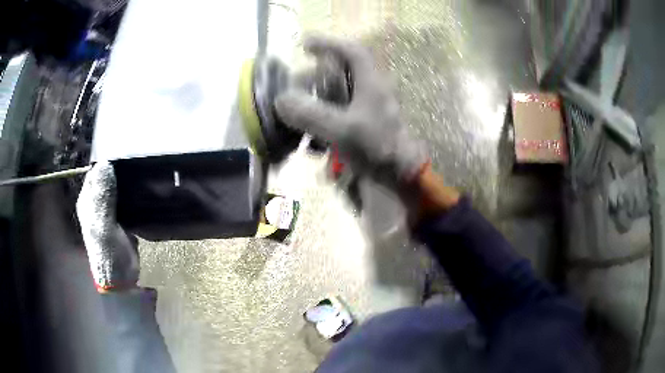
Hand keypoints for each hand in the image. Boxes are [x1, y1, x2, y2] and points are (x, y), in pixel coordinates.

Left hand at [76, 162, 139, 291]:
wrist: (122, 277)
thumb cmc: (108, 253)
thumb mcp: (102, 225)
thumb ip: (102, 197)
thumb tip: (105, 164)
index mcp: (88, 201)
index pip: (95, 173)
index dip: (106, 161)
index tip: (124, 150)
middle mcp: (97, 203)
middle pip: (107, 178)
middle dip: (119, 168)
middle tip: (137, 157)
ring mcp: (110, 210)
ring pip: (118, 187)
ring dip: (128, 179)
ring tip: (143, 167)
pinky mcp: (123, 218)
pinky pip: (128, 199)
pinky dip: (134, 193)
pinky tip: (145, 187)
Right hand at [275, 35, 427, 182]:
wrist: (400, 180)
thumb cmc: (377, 150)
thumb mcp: (341, 130)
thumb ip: (310, 114)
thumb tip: (281, 100)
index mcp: (371, 83)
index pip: (351, 52)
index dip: (328, 43)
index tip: (304, 45)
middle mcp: (370, 91)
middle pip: (339, 74)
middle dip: (312, 80)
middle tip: (292, 92)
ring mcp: (367, 110)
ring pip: (336, 96)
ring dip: (314, 105)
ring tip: (297, 121)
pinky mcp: (363, 128)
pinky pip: (338, 117)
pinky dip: (322, 125)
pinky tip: (311, 143)